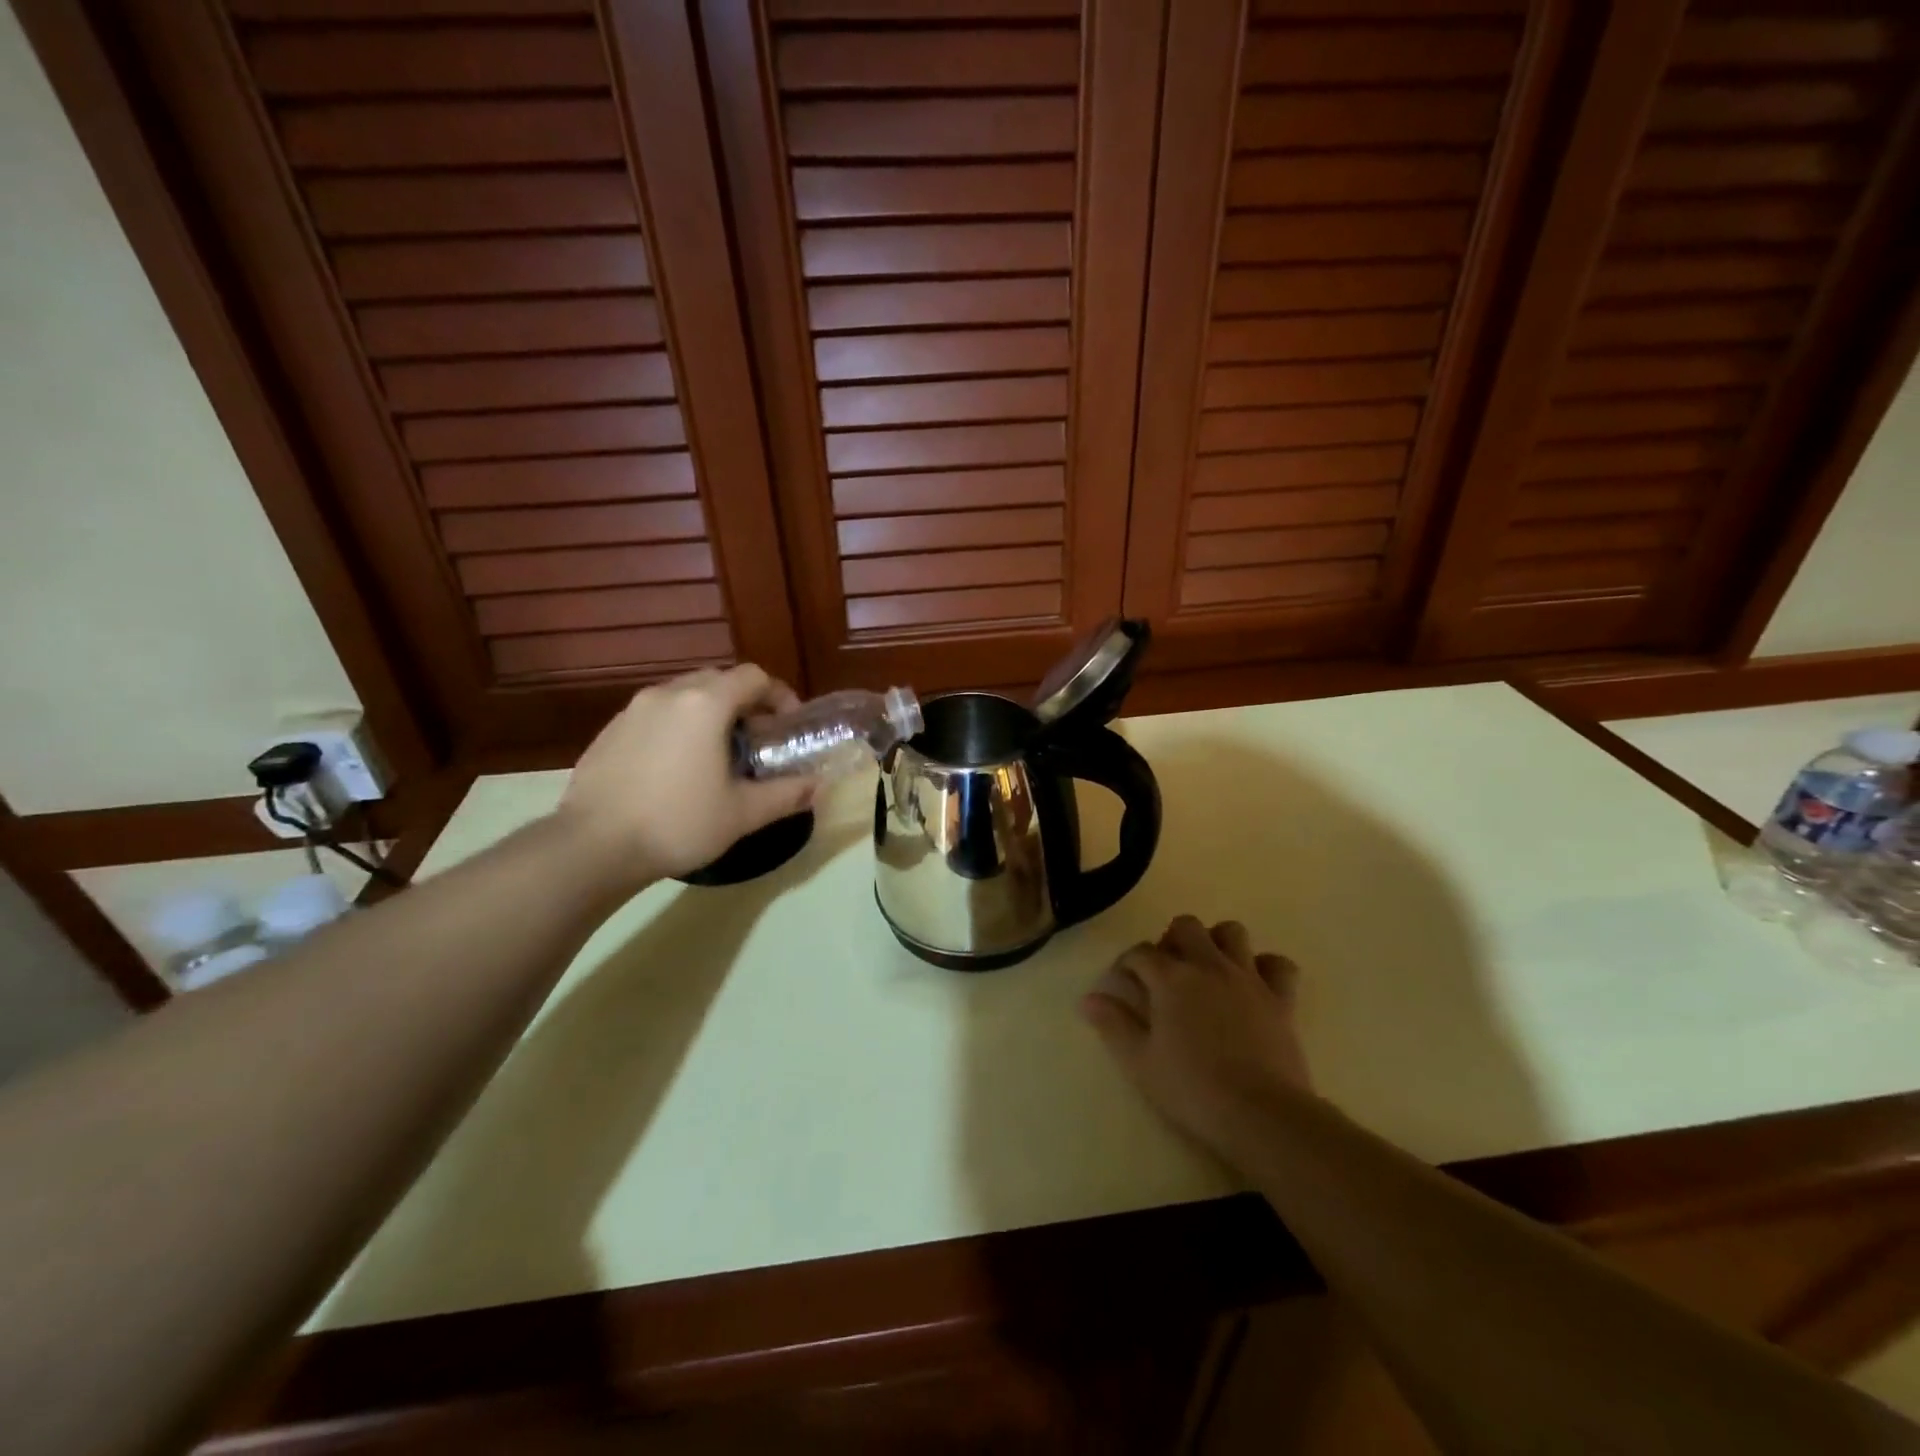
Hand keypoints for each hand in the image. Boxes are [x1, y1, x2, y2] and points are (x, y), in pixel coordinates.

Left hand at [557, 665, 815, 885]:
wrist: (593, 846)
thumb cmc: (678, 823)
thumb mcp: (742, 813)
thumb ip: (785, 794)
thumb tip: (817, 786)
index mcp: (705, 704)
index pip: (753, 677)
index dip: (779, 696)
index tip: (787, 726)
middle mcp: (668, 694)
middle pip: (718, 680)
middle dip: (744, 703)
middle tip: (756, 741)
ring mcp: (633, 709)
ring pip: (684, 695)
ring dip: (710, 713)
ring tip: (717, 754)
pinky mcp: (610, 730)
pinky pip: (656, 714)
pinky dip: (678, 726)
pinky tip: (677, 767)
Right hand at [1081, 916, 1310, 1158]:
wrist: (1261, 1114)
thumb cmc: (1192, 1089)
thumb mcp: (1140, 1062)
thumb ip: (1113, 1025)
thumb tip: (1088, 999)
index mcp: (1170, 978)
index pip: (1140, 952)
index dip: (1126, 963)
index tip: (1122, 982)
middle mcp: (1208, 965)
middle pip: (1186, 926)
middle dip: (1171, 940)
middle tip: (1166, 972)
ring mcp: (1247, 977)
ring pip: (1232, 932)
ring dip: (1216, 943)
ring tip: (1207, 970)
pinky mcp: (1280, 997)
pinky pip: (1278, 964)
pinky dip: (1265, 967)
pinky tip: (1254, 985)